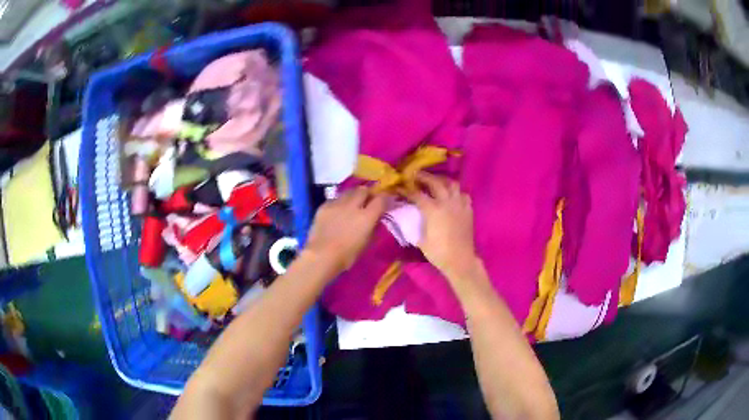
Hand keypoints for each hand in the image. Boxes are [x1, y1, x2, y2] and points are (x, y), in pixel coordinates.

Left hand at [304, 186, 387, 274]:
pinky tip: (337, 211)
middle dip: (367, 193)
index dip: (386, 198)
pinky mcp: (324, 206)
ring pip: (348, 192)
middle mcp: (352, 205)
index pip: (381, 199)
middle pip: (363, 190)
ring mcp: (337, 204)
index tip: (387, 201)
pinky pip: (335, 199)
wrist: (321, 256)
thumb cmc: (347, 255)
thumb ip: (373, 227)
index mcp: (366, 216)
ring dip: (353, 196)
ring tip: (352, 203)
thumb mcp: (366, 243)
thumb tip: (375, 219)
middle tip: (368, 200)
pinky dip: (339, 203)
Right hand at [406, 172, 478, 281]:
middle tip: (416, 176)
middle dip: (425, 177)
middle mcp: (447, 203)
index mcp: (433, 210)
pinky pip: (463, 195)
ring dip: (443, 181)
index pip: (417, 194)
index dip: (407, 190)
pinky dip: (457, 193)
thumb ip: (414, 226)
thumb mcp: (420, 240)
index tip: (400, 187)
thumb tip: (407, 218)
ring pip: (452, 184)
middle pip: (435, 182)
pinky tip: (452, 197)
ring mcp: (459, 205)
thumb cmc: (438, 252)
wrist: (460, 261)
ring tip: (436, 183)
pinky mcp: (468, 210)